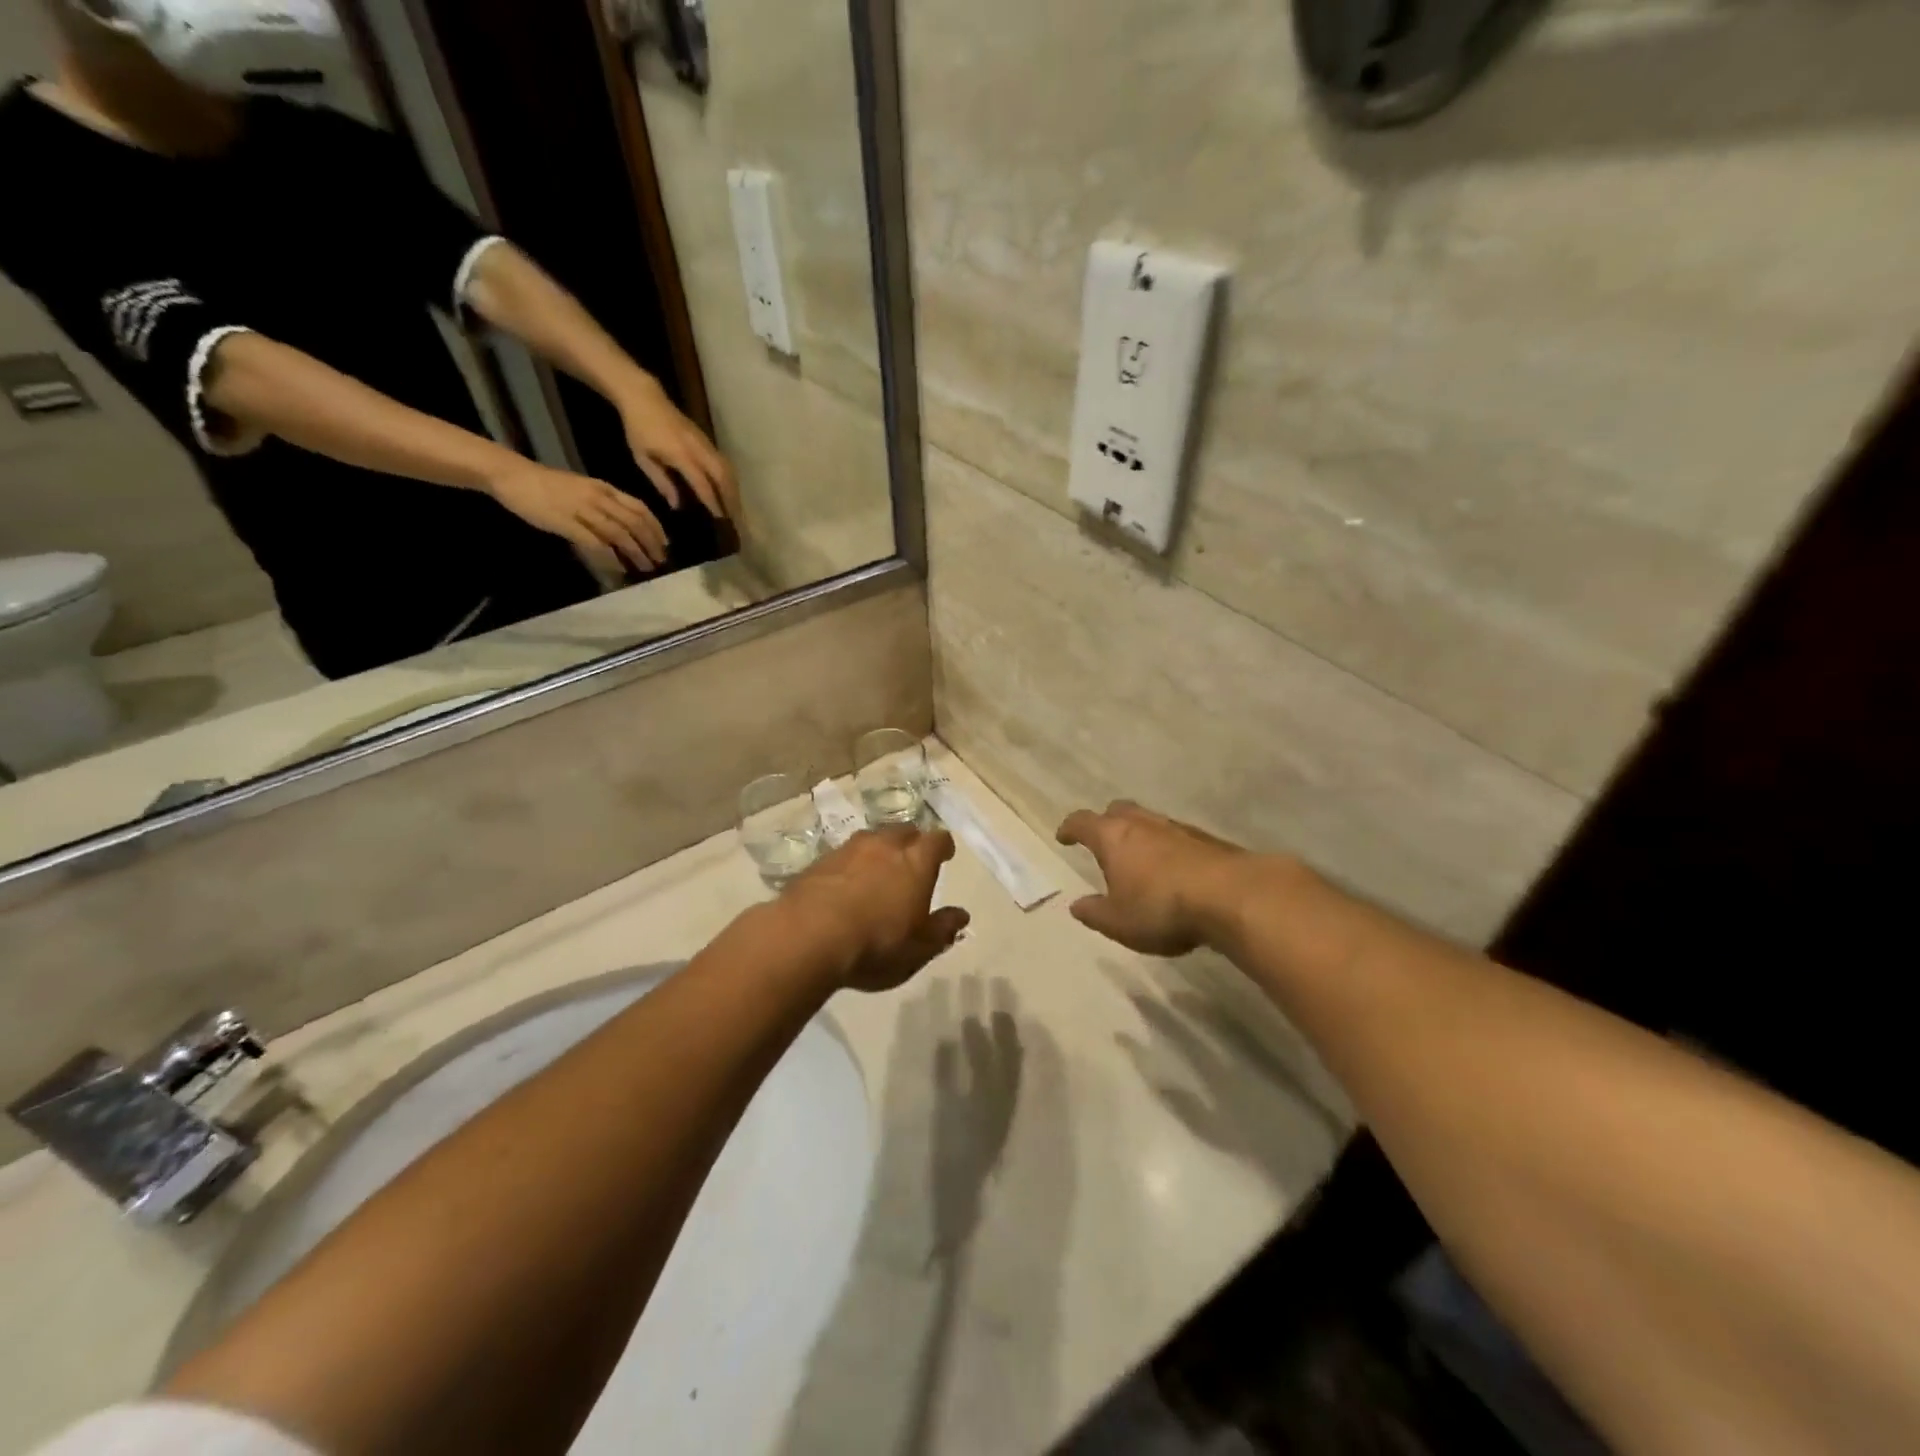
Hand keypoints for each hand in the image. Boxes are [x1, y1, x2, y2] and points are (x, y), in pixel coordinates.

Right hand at [486, 457, 668, 574]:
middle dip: (651, 544)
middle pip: (635, 523)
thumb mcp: (583, 489)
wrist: (513, 476)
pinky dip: (611, 557)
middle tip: (660, 561)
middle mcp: (598, 497)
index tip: (665, 544)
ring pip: (619, 533)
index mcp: (605, 488)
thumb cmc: (547, 484)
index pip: (639, 508)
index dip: (656, 527)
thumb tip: (624, 527)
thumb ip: (604, 505)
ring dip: (636, 553)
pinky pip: (596, 543)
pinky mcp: (567, 523)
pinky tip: (619, 568)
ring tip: (645, 567)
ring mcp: (583, 510)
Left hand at [618, 377, 740, 523]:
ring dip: (734, 490)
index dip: (712, 502)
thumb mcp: (643, 458)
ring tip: (737, 508)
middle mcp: (698, 448)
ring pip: (728, 469)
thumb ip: (662, 482)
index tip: (720, 519)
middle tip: (736, 519)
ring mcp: (705, 443)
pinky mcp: (707, 440)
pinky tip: (730, 491)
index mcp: (681, 454)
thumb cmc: (639, 429)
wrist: (645, 397)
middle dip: (731, 499)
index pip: (702, 483)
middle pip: (723, 477)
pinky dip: (730, 479)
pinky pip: (725, 462)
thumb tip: (677, 505)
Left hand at [783, 828, 970, 992]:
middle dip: (911, 843)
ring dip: (878, 851)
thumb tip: (961, 916)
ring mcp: (848, 850)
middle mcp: (883, 846)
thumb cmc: (876, 944)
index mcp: (916, 862)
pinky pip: (842, 856)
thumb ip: (942, 929)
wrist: (807, 937)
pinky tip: (845, 886)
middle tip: (911, 861)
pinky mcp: (818, 862)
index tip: (945, 855)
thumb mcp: (919, 948)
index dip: (943, 846)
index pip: (937, 840)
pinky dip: (849, 866)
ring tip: (877, 872)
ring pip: (870, 840)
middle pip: (903, 832)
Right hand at [1055, 800, 1255, 956]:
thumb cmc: (1161, 908)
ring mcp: (1177, 828)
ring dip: (1139, 834)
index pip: (1083, 822)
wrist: (1231, 896)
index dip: (1070, 828)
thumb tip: (1076, 905)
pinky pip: (1176, 837)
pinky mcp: (1207, 840)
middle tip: (1102, 839)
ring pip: (1150, 821)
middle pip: (1118, 810)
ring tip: (1138, 856)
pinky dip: (1167, 847)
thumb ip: (1094, 913)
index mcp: (1113, 837)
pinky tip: (1173, 869)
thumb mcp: (1118, 922)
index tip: (1064, 836)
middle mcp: (1143, 823)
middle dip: (1106, 822)